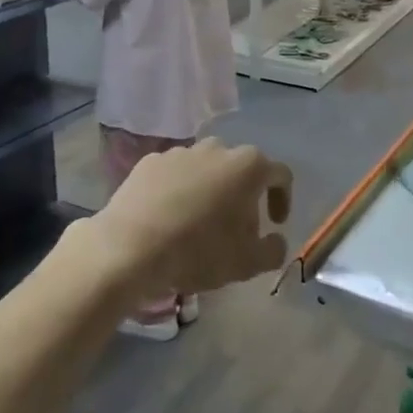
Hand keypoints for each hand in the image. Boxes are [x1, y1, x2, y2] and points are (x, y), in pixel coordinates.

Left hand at [90, 139, 290, 298]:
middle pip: (241, 169)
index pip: (280, 175)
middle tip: (236, 228)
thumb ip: (273, 250)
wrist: (129, 247)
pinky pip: (174, 174)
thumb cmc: (198, 251)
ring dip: (211, 190)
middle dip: (244, 195)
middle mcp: (217, 149)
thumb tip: (275, 240)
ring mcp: (181, 152)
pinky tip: (169, 217)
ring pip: (206, 169)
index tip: (274, 224)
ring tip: (199, 222)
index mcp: (248, 166)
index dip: (283, 199)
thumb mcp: (248, 263)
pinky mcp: (150, 161)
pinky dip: (179, 190)